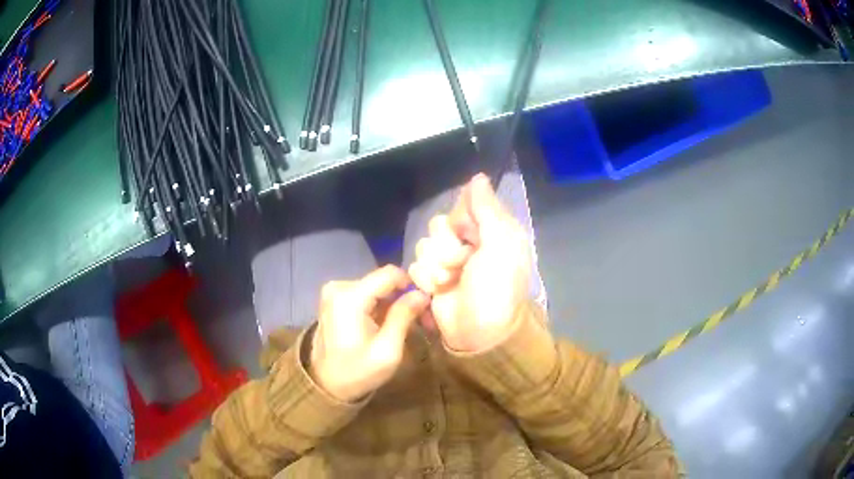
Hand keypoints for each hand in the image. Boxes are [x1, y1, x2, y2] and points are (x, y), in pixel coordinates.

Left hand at [309, 265, 429, 401]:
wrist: (326, 385)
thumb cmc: (357, 372)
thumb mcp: (387, 351)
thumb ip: (403, 317)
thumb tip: (421, 293)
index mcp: (350, 297)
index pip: (390, 273)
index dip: (412, 284)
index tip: (425, 305)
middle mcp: (339, 287)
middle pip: (383, 281)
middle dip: (405, 297)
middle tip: (423, 321)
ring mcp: (335, 292)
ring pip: (377, 287)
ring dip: (394, 303)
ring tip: (408, 326)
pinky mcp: (335, 299)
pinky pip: (366, 294)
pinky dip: (381, 307)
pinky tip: (390, 324)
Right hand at [408, 173, 530, 352]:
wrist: (479, 332)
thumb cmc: (496, 287)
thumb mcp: (501, 244)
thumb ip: (487, 208)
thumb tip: (477, 177)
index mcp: (489, 231)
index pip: (463, 206)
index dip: (462, 219)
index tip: (470, 234)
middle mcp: (467, 243)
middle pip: (439, 225)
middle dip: (448, 246)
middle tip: (463, 264)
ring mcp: (446, 262)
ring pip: (424, 245)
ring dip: (437, 266)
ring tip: (451, 282)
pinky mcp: (430, 280)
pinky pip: (415, 266)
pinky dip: (427, 279)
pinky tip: (439, 291)